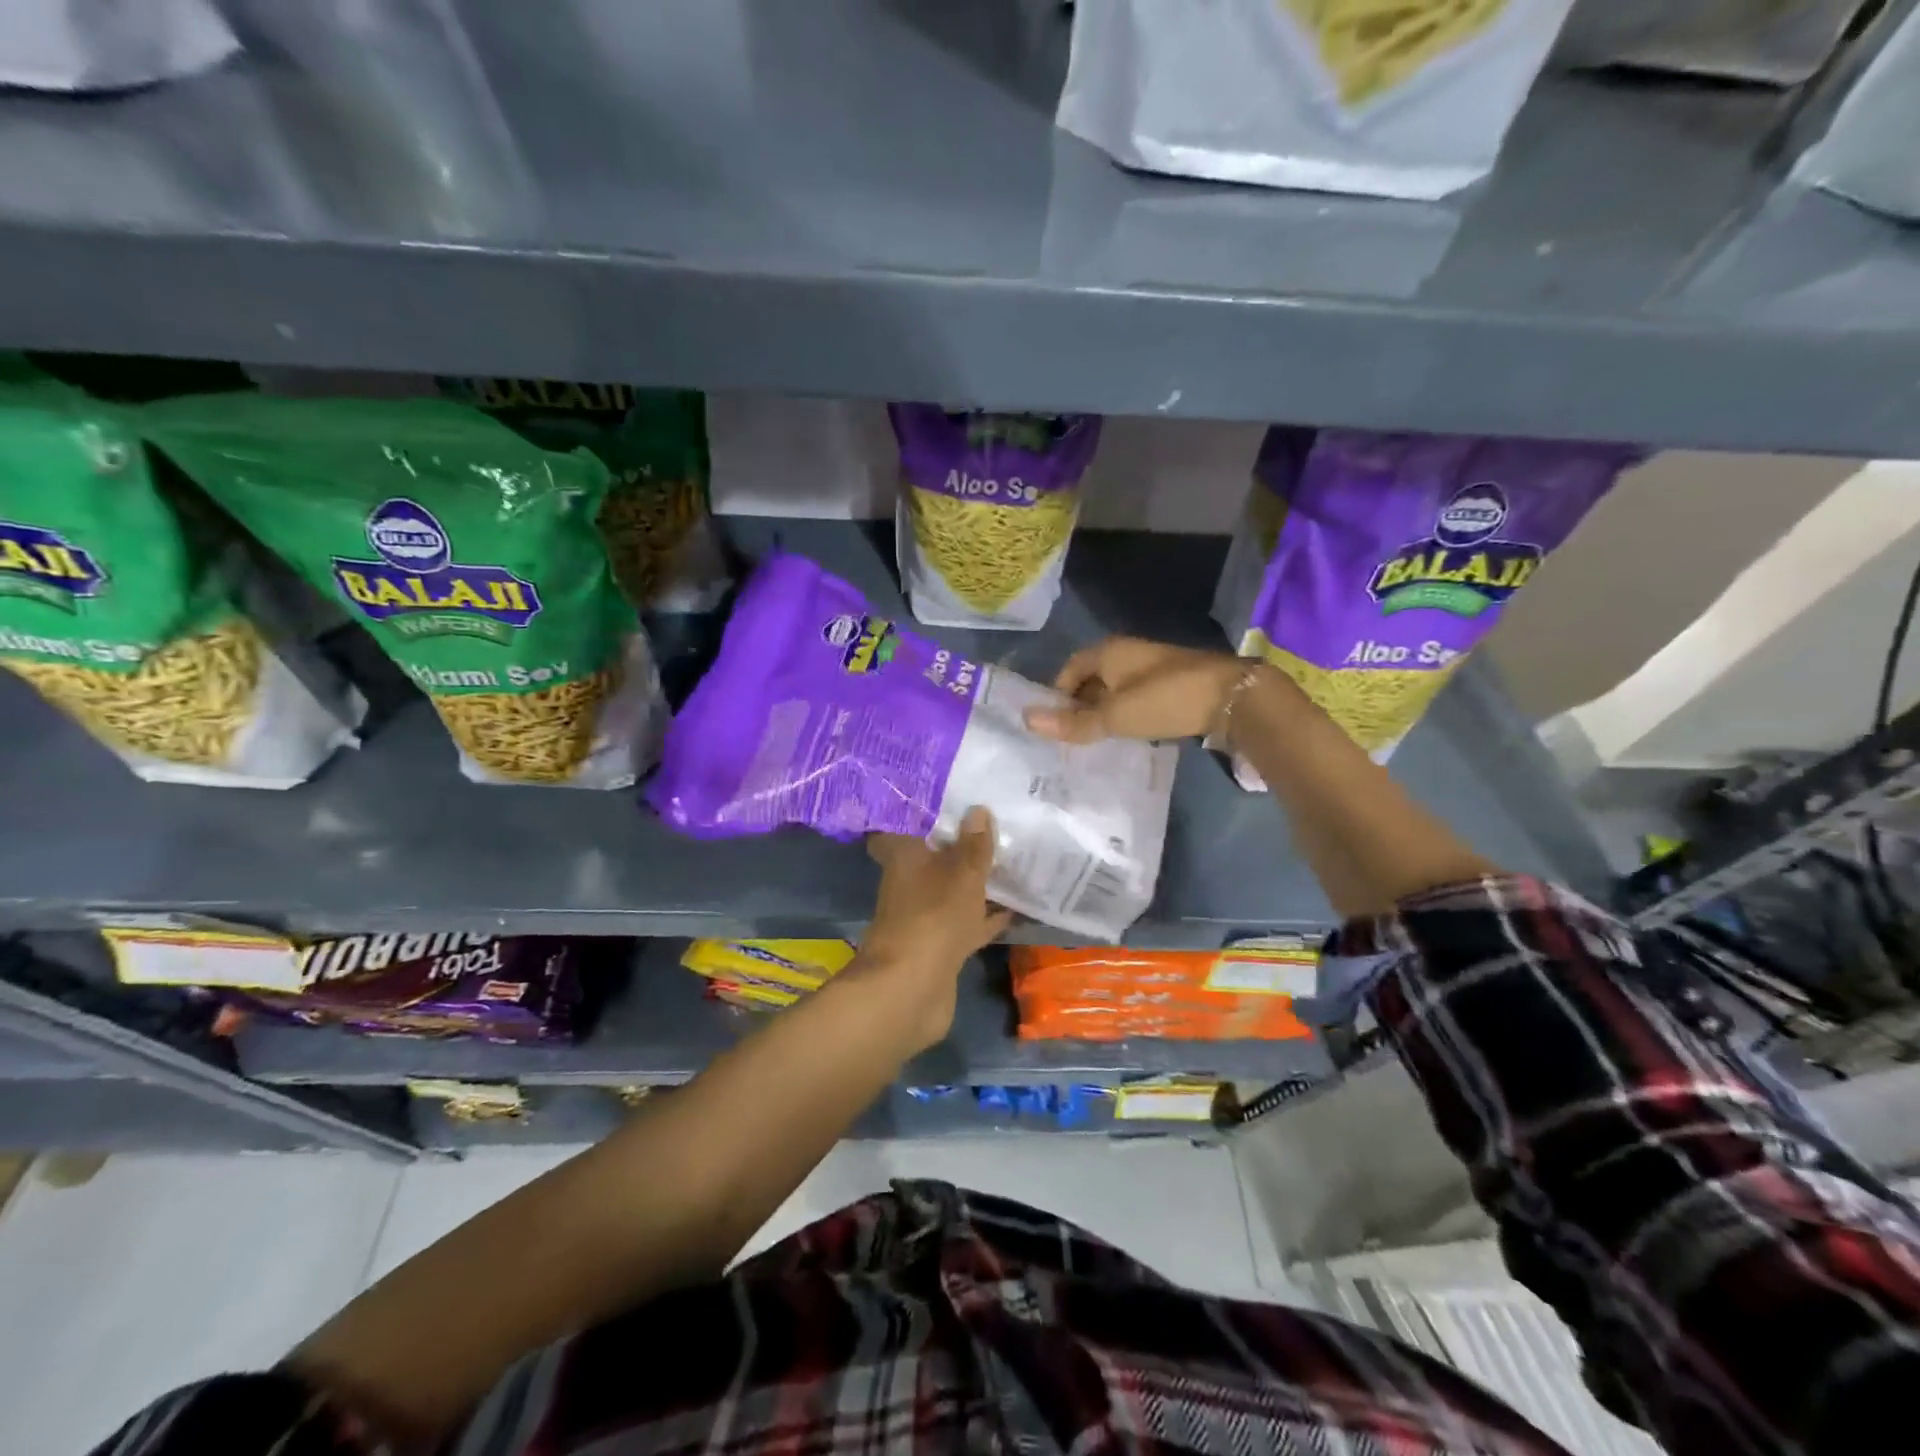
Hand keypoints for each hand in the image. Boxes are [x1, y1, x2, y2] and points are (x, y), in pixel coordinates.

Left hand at [860, 807, 1011, 1047]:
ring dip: (974, 883)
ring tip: (1009, 864)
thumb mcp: (963, 873)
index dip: (920, 815)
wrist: (912, 988)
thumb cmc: (934, 915)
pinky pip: (966, 923)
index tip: (946, 802)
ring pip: (951, 892)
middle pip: (932, 859)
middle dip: (957, 848)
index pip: (901, 827)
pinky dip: (985, 918)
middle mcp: (908, 884)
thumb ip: (974, 845)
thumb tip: (978, 810)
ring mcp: (923, 917)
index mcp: (904, 858)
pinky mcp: (939, 947)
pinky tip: (1015, 910)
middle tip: (990, 829)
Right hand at [1024, 636, 1249, 743]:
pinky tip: (1128, 735)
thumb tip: (1027, 720)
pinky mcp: (1172, 683)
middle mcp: (1127, 653)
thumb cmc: (1164, 700)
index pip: (1069, 669)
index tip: (1054, 724)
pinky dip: (1126, 714)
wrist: (1231, 697)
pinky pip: (1136, 697)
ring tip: (1096, 741)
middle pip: (1092, 679)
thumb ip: (1073, 722)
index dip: (1057, 694)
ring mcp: (1151, 668)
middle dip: (1079, 706)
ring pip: (1115, 690)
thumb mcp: (1114, 716)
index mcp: (1108, 652)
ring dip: (1104, 712)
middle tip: (1071, 738)